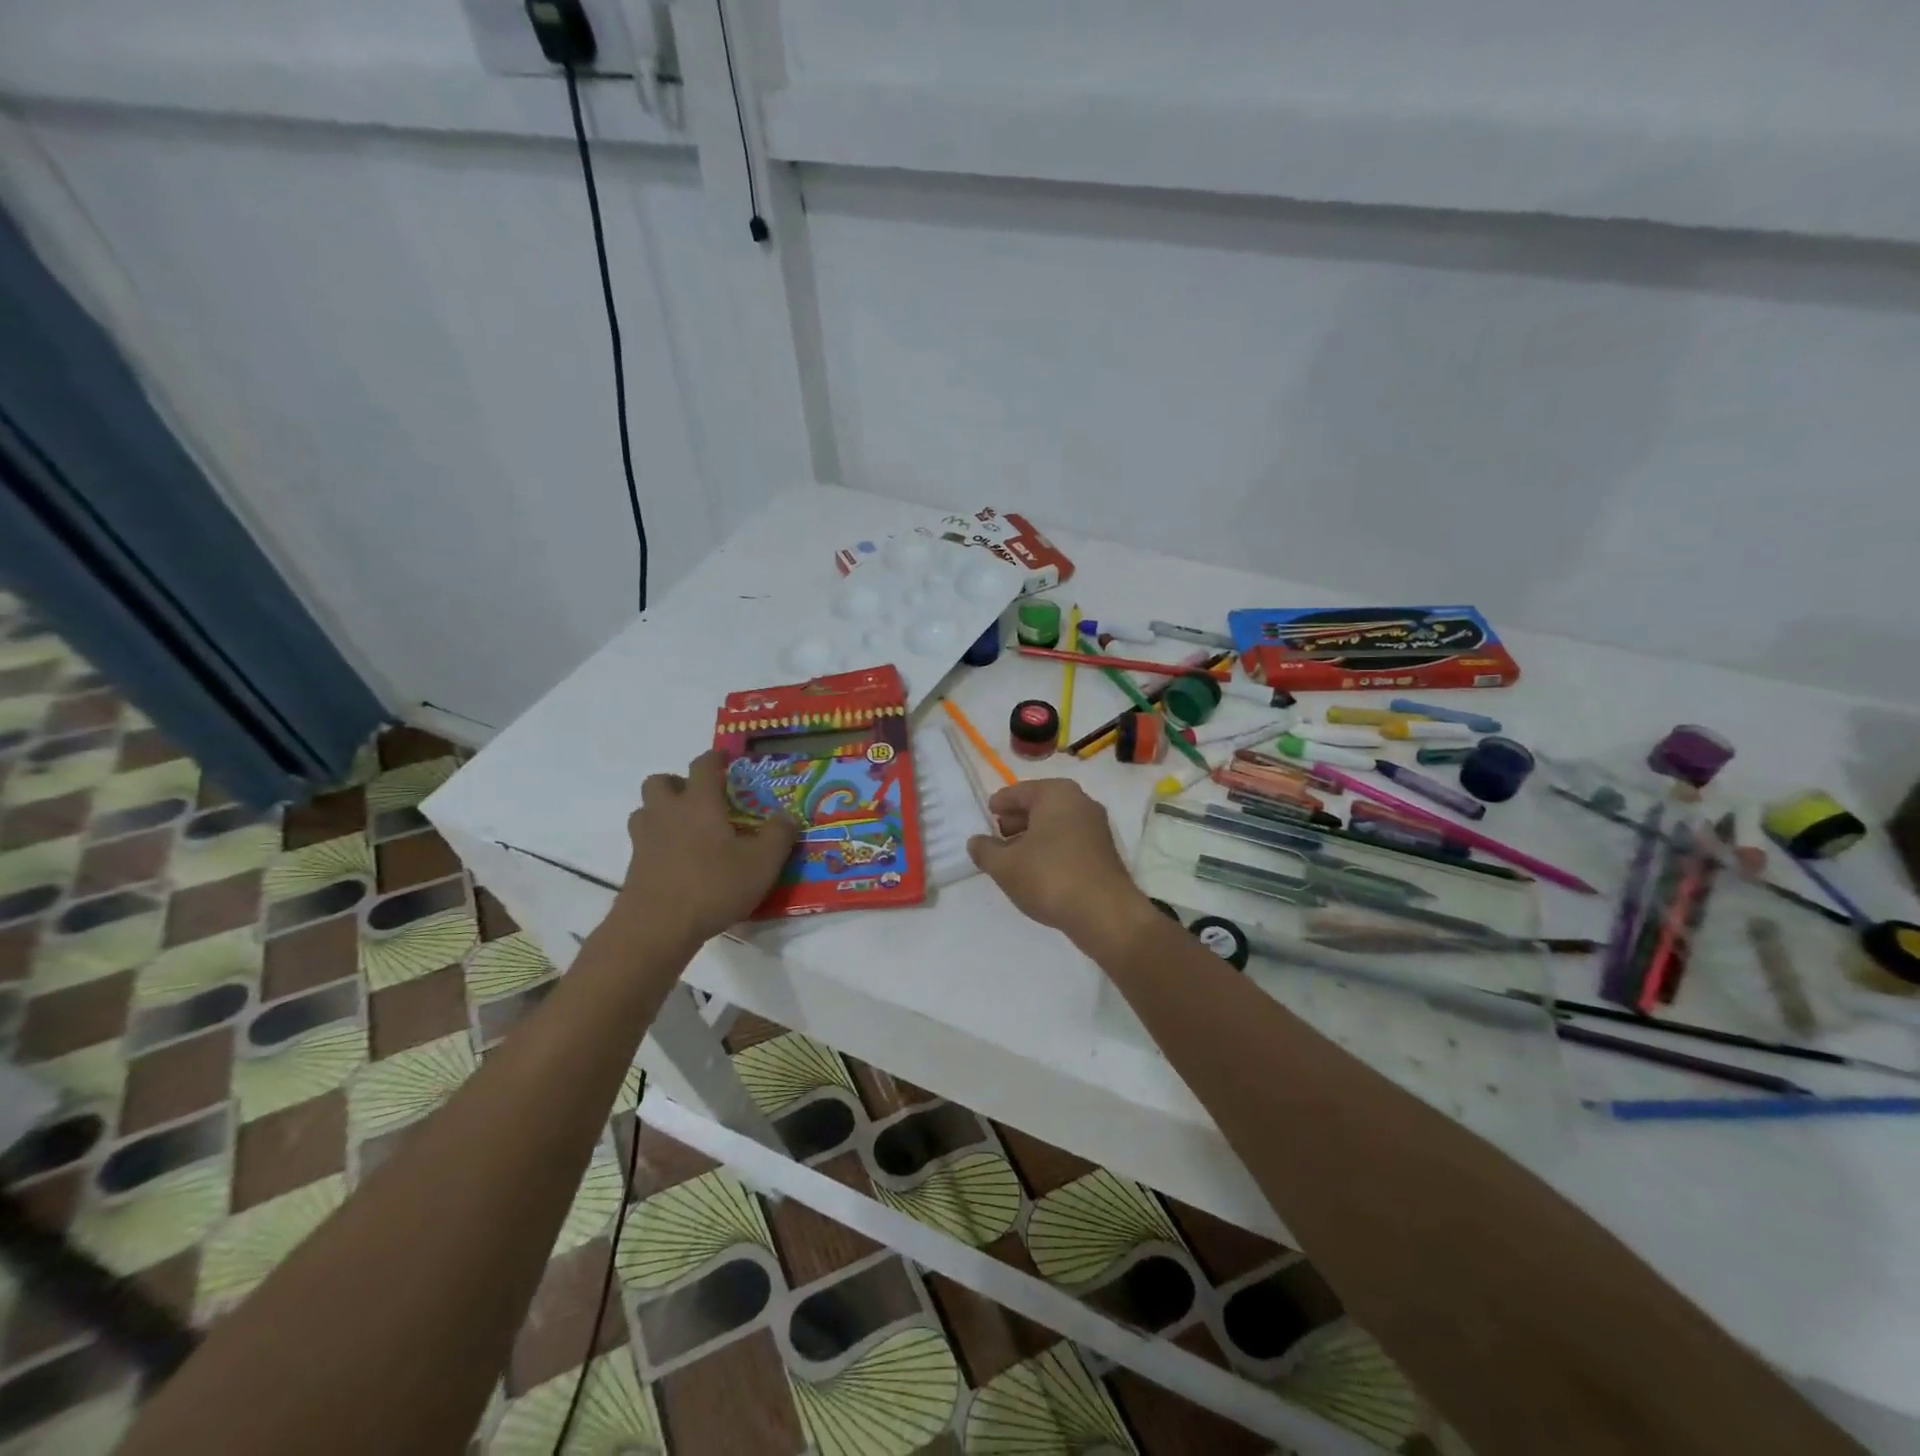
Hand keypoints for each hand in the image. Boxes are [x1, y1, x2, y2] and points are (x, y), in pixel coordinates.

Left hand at [618, 751, 799, 947]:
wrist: (657, 927)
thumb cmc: (713, 885)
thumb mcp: (762, 863)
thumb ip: (778, 835)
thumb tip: (787, 816)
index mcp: (699, 803)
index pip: (703, 766)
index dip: (714, 758)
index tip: (724, 757)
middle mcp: (667, 813)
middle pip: (660, 782)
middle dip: (677, 783)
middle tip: (698, 798)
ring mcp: (645, 840)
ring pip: (645, 811)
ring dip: (661, 811)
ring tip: (685, 829)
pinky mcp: (634, 867)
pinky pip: (643, 842)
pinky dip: (657, 843)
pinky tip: (678, 862)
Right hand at [967, 779, 1152, 947]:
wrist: (1104, 912)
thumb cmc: (1049, 876)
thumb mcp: (1005, 865)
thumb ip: (985, 850)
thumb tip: (976, 842)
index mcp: (1056, 794)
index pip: (1020, 791)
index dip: (1001, 802)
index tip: (988, 812)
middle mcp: (1080, 802)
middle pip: (1040, 805)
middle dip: (1017, 819)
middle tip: (998, 834)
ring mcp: (1096, 827)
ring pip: (1056, 824)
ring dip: (1034, 836)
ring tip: (1014, 856)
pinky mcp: (1104, 852)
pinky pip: (1069, 841)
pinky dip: (1051, 848)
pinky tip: (1037, 869)